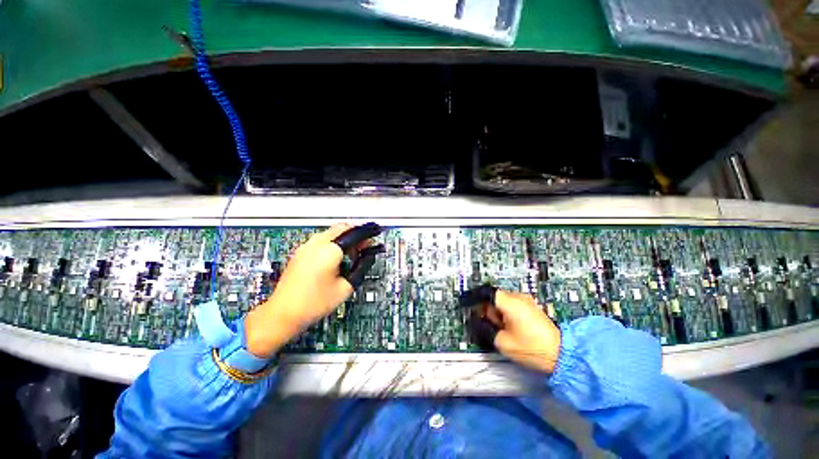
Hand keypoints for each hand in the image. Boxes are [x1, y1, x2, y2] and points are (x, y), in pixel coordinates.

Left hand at [244, 224, 359, 357]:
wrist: (283, 313)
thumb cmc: (314, 303)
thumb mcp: (345, 287)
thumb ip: (361, 267)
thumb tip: (369, 256)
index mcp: (329, 251)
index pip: (354, 234)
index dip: (368, 232)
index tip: (376, 233)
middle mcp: (316, 243)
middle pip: (342, 228)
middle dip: (356, 233)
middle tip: (366, 246)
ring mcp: (306, 246)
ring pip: (332, 232)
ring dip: (346, 237)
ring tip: (353, 253)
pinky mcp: (301, 252)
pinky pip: (323, 239)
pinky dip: (335, 242)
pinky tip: (338, 256)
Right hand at [485, 290, 561, 373]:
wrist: (561, 355)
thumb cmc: (532, 348)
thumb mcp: (502, 342)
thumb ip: (486, 329)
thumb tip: (479, 321)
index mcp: (510, 302)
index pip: (487, 293)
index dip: (477, 301)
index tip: (472, 309)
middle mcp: (519, 297)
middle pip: (495, 297)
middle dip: (489, 309)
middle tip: (491, 325)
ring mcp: (527, 301)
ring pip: (503, 301)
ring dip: (498, 312)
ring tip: (504, 329)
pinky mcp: (532, 307)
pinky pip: (513, 305)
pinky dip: (508, 313)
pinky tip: (513, 327)